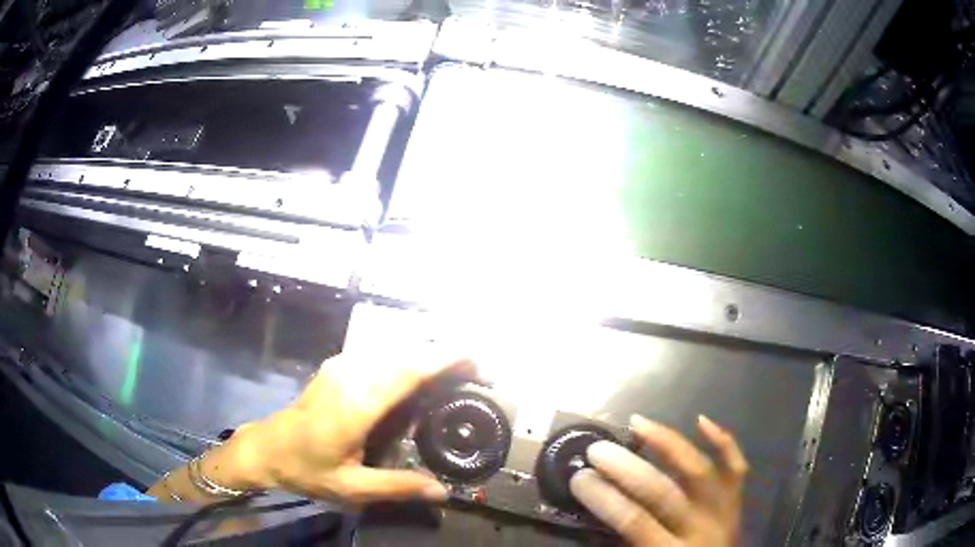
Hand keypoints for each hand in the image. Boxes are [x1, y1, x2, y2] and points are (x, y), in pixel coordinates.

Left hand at [225, 345, 472, 504]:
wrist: (267, 447)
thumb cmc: (308, 469)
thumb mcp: (352, 488)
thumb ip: (398, 487)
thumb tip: (443, 492)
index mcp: (358, 405)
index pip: (408, 371)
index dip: (444, 358)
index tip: (475, 358)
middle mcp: (351, 376)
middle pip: (406, 352)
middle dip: (443, 354)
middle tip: (475, 370)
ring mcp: (342, 366)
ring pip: (393, 347)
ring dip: (425, 352)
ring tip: (453, 370)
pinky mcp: (337, 365)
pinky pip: (379, 352)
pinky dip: (405, 356)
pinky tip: (416, 372)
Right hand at [570, 415, 747, 546]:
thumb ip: (624, 543)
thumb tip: (599, 509)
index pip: (634, 521)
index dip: (605, 498)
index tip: (579, 477)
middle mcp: (701, 529)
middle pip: (663, 492)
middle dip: (627, 468)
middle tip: (598, 448)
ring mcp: (724, 511)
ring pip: (700, 469)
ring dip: (668, 443)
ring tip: (639, 423)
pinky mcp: (737, 500)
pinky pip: (736, 466)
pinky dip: (723, 440)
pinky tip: (701, 420)